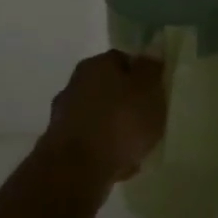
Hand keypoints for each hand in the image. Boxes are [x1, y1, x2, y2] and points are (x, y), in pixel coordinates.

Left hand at [40, 50, 166, 183]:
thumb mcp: (147, 91)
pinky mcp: (60, 144)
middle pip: (109, 88)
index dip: (142, 75)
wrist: (76, 169)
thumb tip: (152, 48)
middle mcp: (75, 84)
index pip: (123, 59)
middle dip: (128, 103)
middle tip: (149, 120)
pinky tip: (120, 165)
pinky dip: (105, 149)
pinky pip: (92, 142)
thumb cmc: (119, 122)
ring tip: (137, 147)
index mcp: (96, 65)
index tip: (157, 93)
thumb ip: (151, 69)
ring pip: (100, 116)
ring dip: (116, 128)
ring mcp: (64, 114)